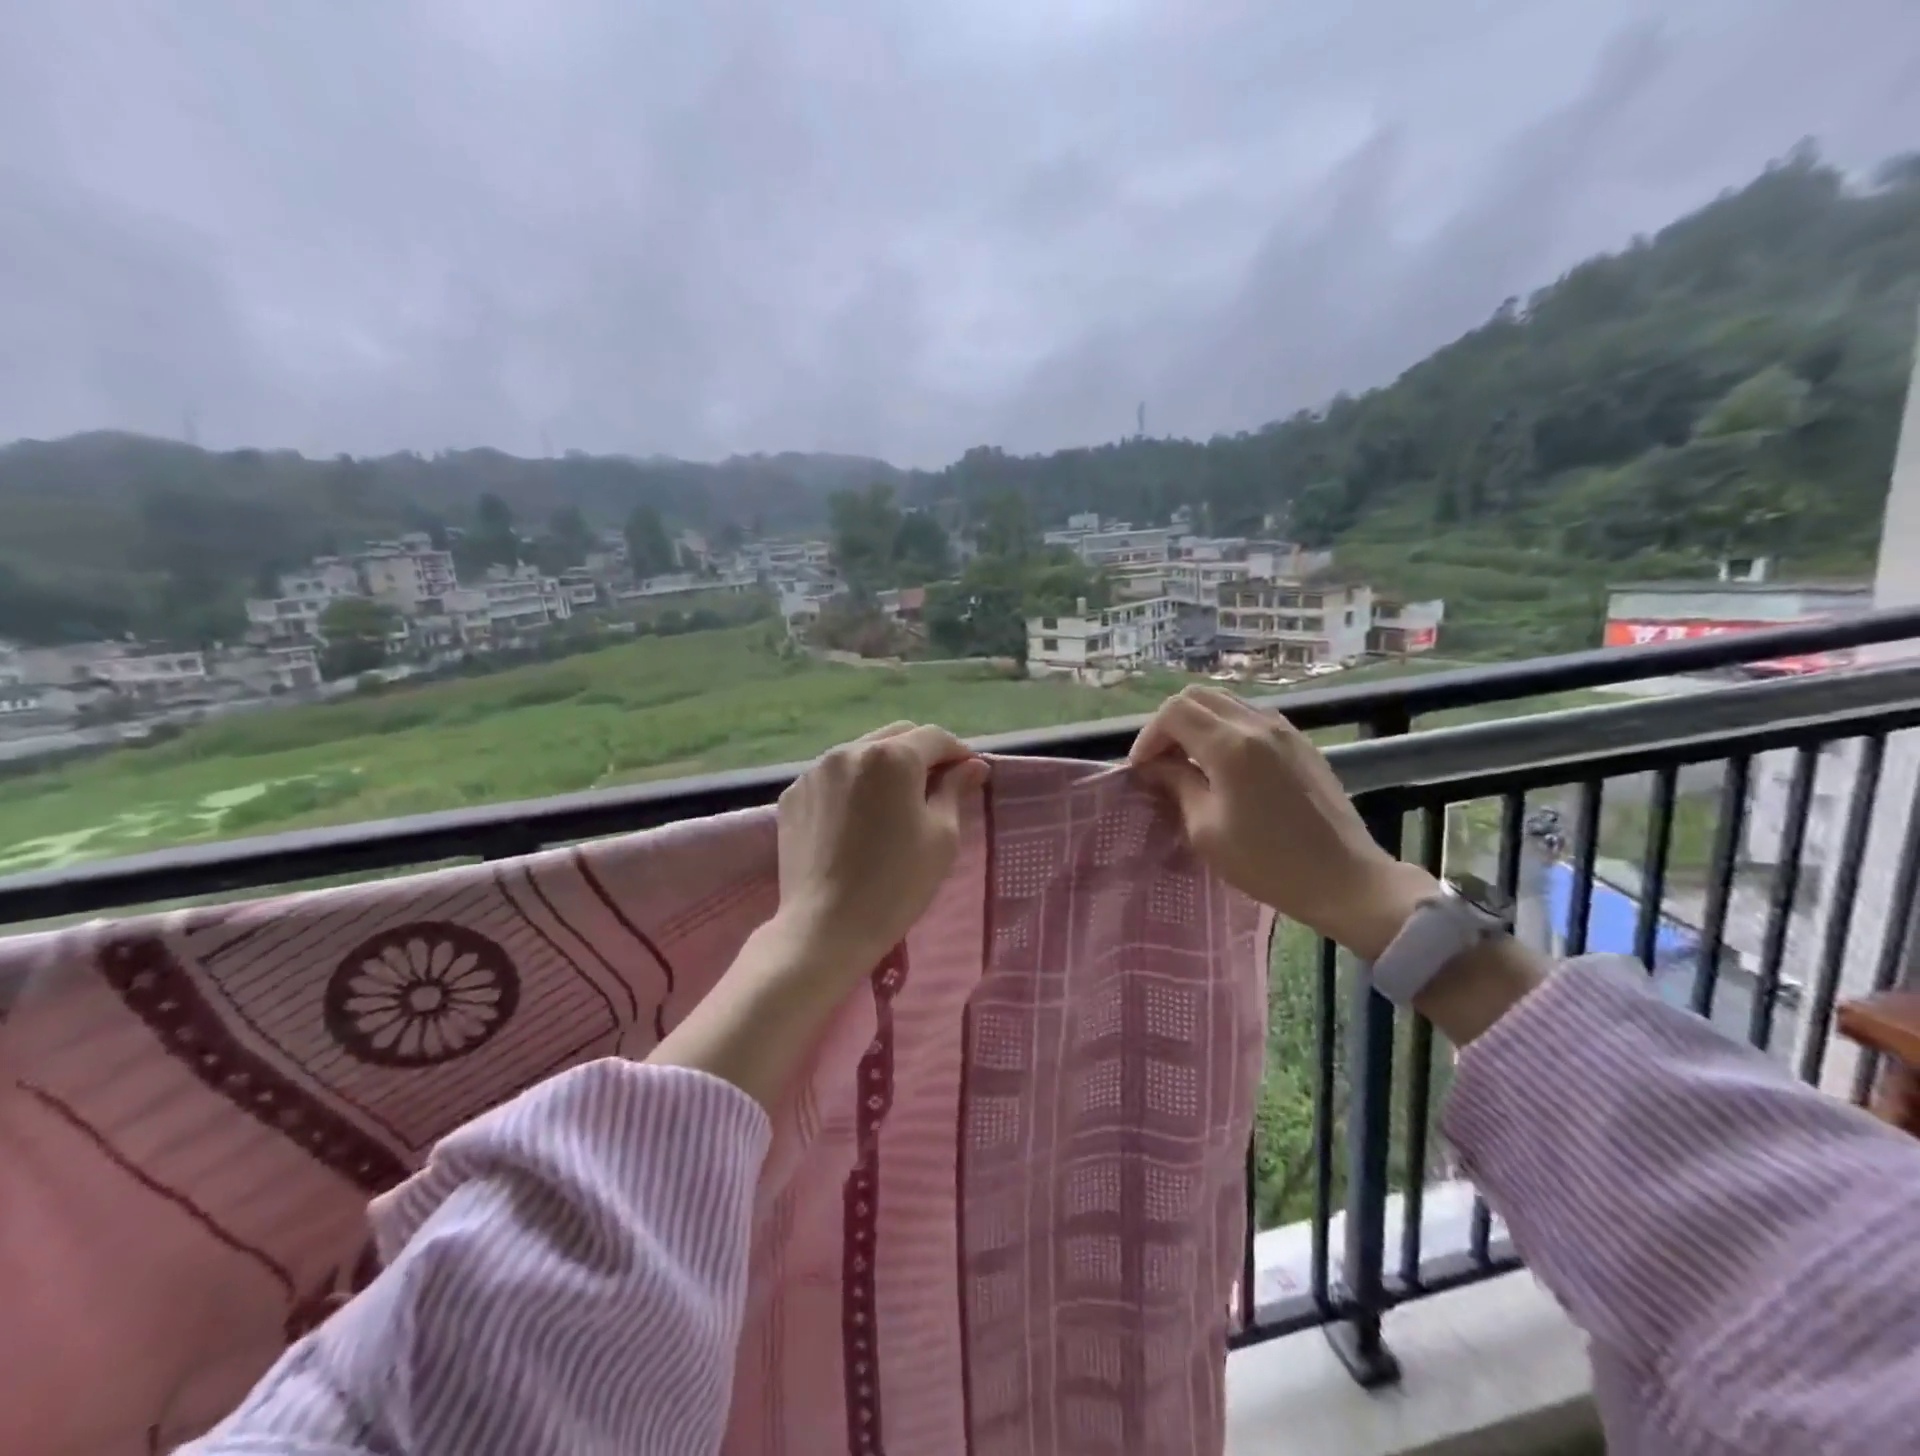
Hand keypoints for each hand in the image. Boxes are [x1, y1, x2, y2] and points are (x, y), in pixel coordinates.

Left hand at [770, 721, 986, 978]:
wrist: (825, 928)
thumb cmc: (896, 883)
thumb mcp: (942, 836)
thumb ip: (955, 790)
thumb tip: (971, 766)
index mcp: (892, 757)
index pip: (935, 737)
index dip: (958, 752)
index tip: (971, 774)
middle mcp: (849, 750)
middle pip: (897, 736)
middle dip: (921, 754)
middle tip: (937, 786)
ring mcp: (815, 772)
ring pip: (862, 753)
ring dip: (885, 767)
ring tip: (895, 803)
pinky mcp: (792, 795)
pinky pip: (833, 778)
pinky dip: (852, 786)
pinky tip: (858, 820)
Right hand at [1128, 687, 1436, 957]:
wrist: (1343, 878)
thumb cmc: (1267, 862)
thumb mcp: (1206, 829)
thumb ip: (1178, 785)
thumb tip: (1156, 766)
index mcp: (1231, 745)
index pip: (1174, 712)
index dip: (1148, 736)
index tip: (1142, 770)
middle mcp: (1258, 724)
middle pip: (1198, 696)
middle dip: (1169, 724)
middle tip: (1161, 761)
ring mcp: (1284, 730)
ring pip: (1226, 703)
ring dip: (1198, 724)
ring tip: (1190, 762)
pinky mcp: (1301, 743)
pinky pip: (1251, 717)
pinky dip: (1226, 729)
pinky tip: (1225, 766)